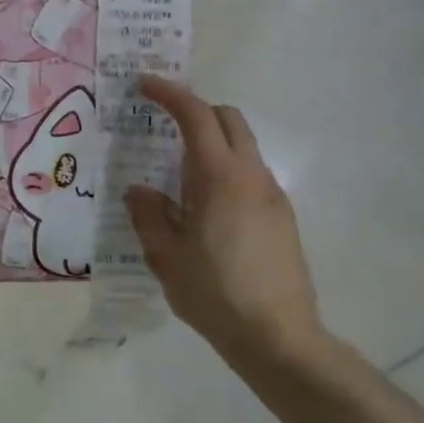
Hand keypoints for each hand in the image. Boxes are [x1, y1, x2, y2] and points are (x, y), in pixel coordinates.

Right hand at [125, 77, 335, 375]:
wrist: (279, 338)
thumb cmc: (216, 295)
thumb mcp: (166, 257)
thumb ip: (149, 215)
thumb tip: (140, 191)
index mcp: (221, 178)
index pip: (197, 116)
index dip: (170, 93)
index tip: (144, 85)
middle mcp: (252, 176)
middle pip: (228, 119)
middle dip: (196, 111)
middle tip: (163, 127)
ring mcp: (273, 196)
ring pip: (243, 147)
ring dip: (212, 144)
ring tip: (179, 178)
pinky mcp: (283, 217)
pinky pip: (251, 176)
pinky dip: (226, 171)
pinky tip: (206, 210)